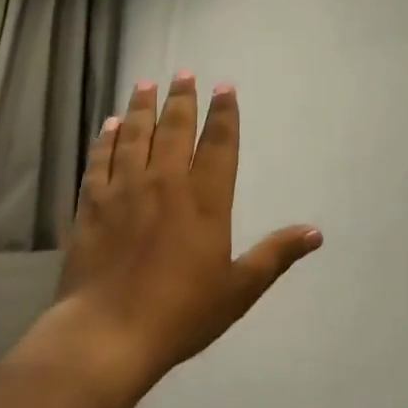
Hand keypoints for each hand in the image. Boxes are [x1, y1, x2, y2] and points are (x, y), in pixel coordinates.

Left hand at [55, 74, 321, 395]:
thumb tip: (316, 233)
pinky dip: (107, 138)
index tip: (224, 87)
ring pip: (136, 135)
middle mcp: (166, 183)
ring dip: (143, 107)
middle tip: (184, 73)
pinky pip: (100, 159)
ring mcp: (124, 189)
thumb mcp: (238, 290)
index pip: (219, 144)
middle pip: (175, 128)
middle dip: (182, 98)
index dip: (224, 114)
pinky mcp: (92, 203)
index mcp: (205, 200)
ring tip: (147, 83)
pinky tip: (111, 124)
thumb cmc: (180, 314)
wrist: (107, 334)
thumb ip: (275, 255)